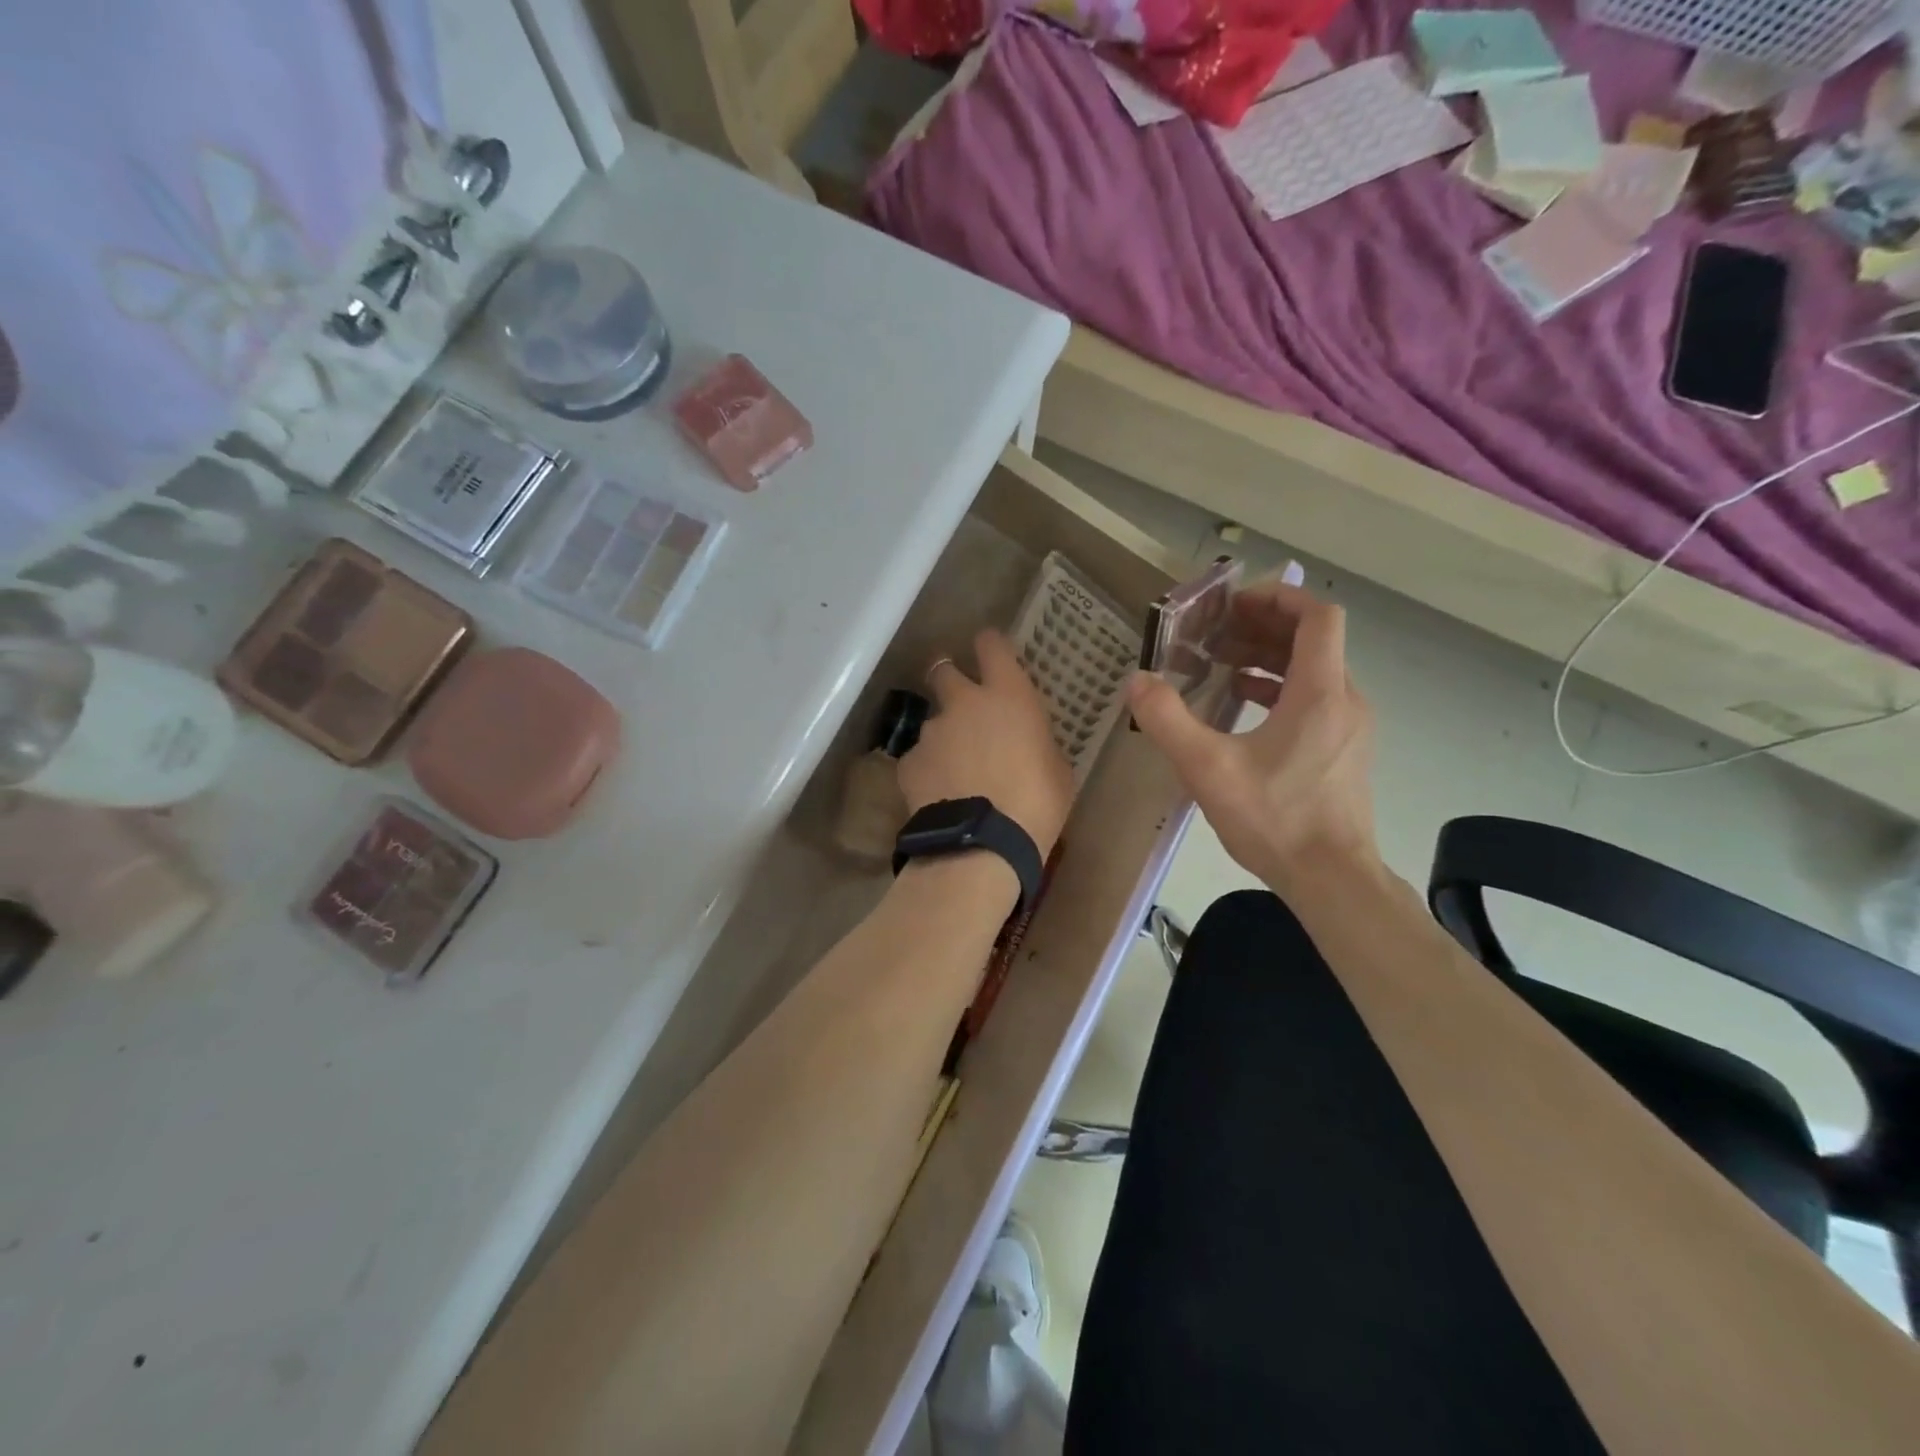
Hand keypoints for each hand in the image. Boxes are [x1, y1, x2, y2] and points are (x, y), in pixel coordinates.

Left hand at [901, 629, 1072, 856]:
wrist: (982, 845)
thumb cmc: (1036, 804)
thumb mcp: (1056, 769)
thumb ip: (1037, 743)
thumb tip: (1029, 743)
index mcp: (1008, 696)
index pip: (991, 646)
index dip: (988, 645)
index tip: (989, 650)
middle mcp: (963, 703)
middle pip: (943, 670)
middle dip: (949, 678)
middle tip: (961, 701)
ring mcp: (931, 732)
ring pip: (933, 722)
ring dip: (943, 736)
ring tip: (955, 770)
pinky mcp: (908, 762)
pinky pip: (919, 759)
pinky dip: (928, 770)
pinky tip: (938, 795)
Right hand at [1127, 580, 1376, 899]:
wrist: (1331, 879)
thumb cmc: (1274, 819)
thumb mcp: (1207, 768)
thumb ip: (1168, 719)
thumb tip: (1137, 681)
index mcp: (1320, 692)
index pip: (1317, 615)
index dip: (1277, 597)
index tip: (1233, 604)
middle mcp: (1344, 699)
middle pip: (1312, 639)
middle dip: (1261, 626)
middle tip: (1214, 632)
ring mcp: (1348, 726)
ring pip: (1313, 669)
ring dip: (1267, 657)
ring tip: (1220, 663)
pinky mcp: (1343, 750)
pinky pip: (1314, 698)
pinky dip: (1278, 687)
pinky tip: (1242, 704)